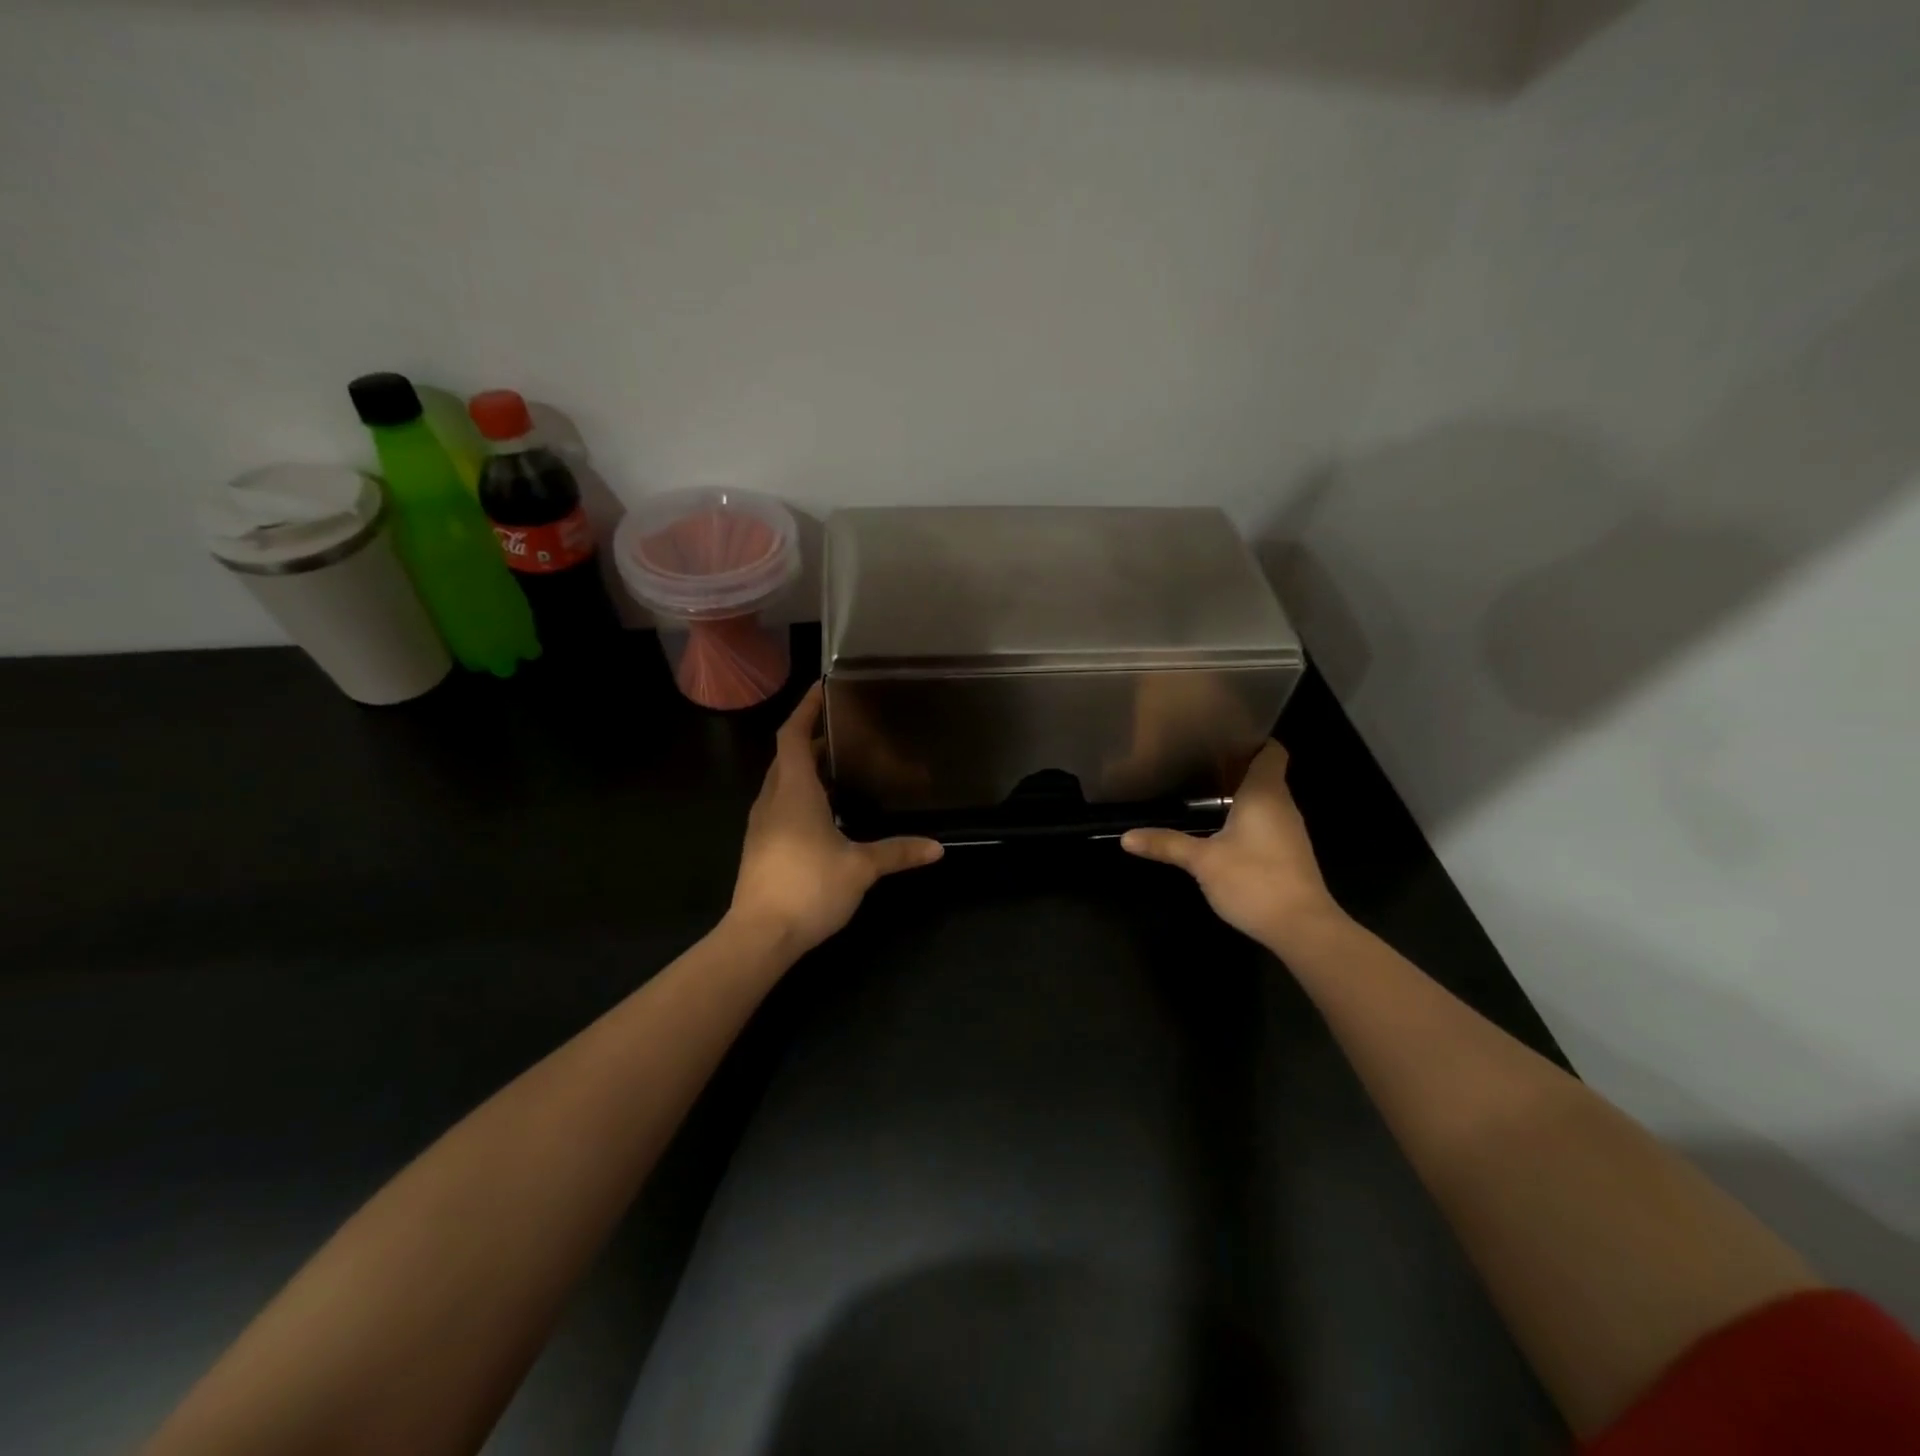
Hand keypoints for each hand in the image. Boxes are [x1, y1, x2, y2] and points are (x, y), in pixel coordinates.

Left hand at [728, 683, 943, 954]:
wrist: (760, 936)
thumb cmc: (809, 888)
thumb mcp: (860, 868)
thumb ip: (897, 852)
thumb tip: (937, 848)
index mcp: (794, 792)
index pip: (793, 735)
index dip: (805, 709)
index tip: (821, 688)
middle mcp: (773, 800)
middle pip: (786, 756)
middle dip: (810, 738)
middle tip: (844, 729)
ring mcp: (762, 824)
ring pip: (782, 782)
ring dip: (805, 767)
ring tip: (839, 765)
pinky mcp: (761, 846)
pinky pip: (781, 805)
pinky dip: (800, 794)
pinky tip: (825, 811)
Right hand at [1120, 741, 1344, 951]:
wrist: (1302, 928)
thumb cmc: (1254, 881)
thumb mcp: (1202, 861)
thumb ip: (1166, 845)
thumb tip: (1126, 837)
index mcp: (1265, 794)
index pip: (1271, 751)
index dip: (1252, 739)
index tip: (1222, 737)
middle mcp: (1282, 806)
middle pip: (1265, 774)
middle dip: (1235, 767)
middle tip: (1198, 763)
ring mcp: (1290, 831)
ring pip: (1266, 800)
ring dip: (1240, 795)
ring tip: (1204, 793)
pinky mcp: (1289, 854)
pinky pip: (1267, 823)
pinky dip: (1247, 819)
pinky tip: (1222, 830)